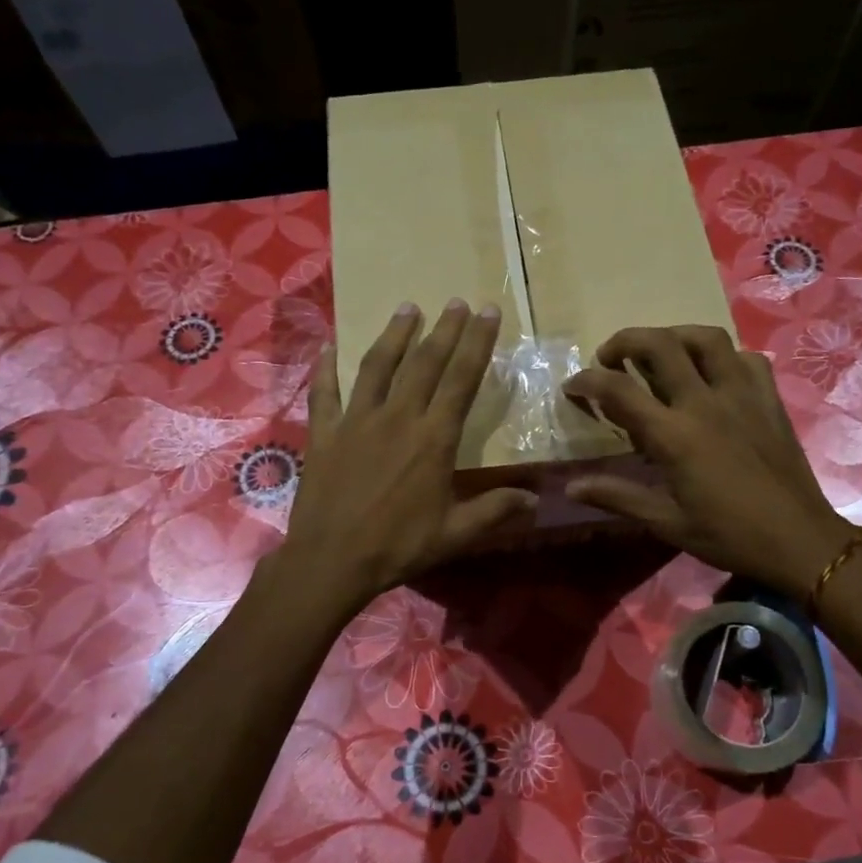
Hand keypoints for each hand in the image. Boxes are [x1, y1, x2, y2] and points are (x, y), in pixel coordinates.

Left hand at [278, 299, 536, 617]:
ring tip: (408, 308)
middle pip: (424, 363)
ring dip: (394, 335)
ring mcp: (356, 421)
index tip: (487, 312)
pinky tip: (327, 345)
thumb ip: (496, 511)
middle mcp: (398, 418)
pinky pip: (324, 392)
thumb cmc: (398, 547)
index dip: (477, 343)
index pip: (462, 380)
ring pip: (377, 367)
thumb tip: (537, 500)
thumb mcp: (455, 534)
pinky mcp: (324, 433)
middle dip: (445, 330)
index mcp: (434, 439)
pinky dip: (325, 367)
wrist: (332, 561)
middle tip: (457, 302)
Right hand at [564, 325, 858, 596]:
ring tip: (660, 353)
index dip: (587, 381)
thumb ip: (617, 496)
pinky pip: (745, 358)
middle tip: (611, 358)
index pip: (619, 390)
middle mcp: (705, 402)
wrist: (799, 540)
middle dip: (625, 341)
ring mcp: (742, 394)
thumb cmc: (728, 535)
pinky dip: (722, 357)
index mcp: (674, 435)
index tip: (573, 385)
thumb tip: (571, 486)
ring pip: (705, 338)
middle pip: (659, 344)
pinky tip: (713, 375)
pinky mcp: (769, 398)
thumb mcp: (666, 521)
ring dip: (674, 336)